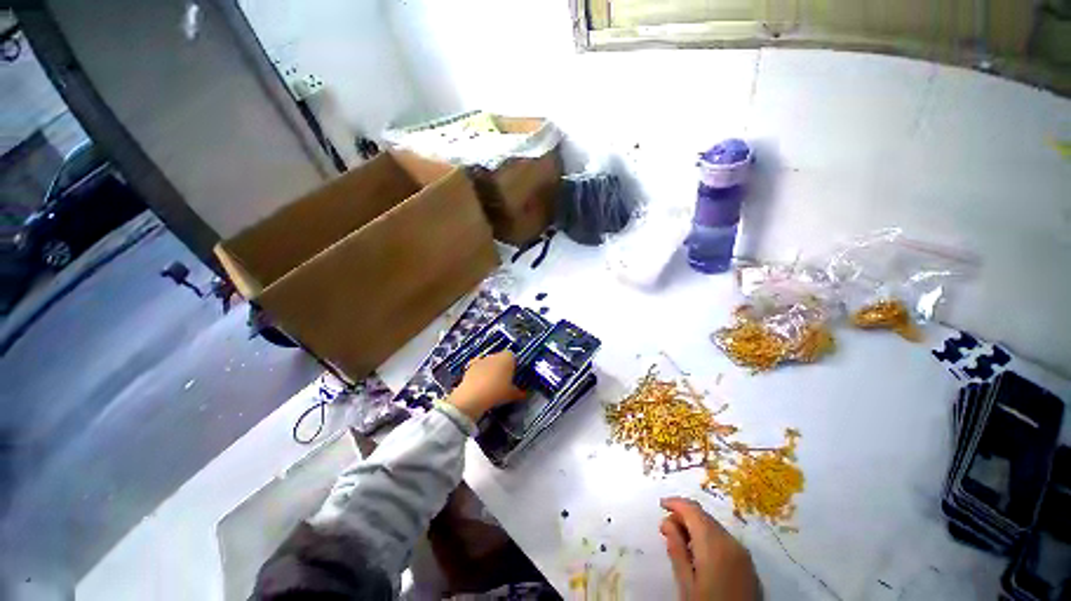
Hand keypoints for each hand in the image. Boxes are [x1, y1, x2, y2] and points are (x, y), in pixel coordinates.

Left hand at [448, 351, 526, 421]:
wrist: (473, 396)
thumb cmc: (497, 392)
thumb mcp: (512, 395)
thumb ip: (520, 393)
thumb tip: (525, 394)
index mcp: (508, 358)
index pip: (513, 357)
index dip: (513, 365)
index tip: (513, 376)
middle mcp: (495, 355)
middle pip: (501, 358)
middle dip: (502, 367)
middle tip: (503, 381)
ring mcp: (481, 359)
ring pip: (489, 362)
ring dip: (490, 369)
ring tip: (490, 384)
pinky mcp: (470, 366)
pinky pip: (478, 368)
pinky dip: (479, 373)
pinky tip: (479, 383)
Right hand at [660, 497, 760, 600]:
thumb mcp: (686, 583)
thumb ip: (676, 550)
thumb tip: (667, 523)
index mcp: (714, 544)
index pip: (692, 510)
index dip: (675, 503)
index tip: (661, 505)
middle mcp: (732, 542)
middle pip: (704, 517)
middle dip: (684, 517)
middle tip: (666, 529)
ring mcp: (743, 554)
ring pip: (715, 528)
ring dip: (696, 528)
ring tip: (680, 543)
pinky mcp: (749, 566)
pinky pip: (725, 542)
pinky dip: (709, 540)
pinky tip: (699, 556)